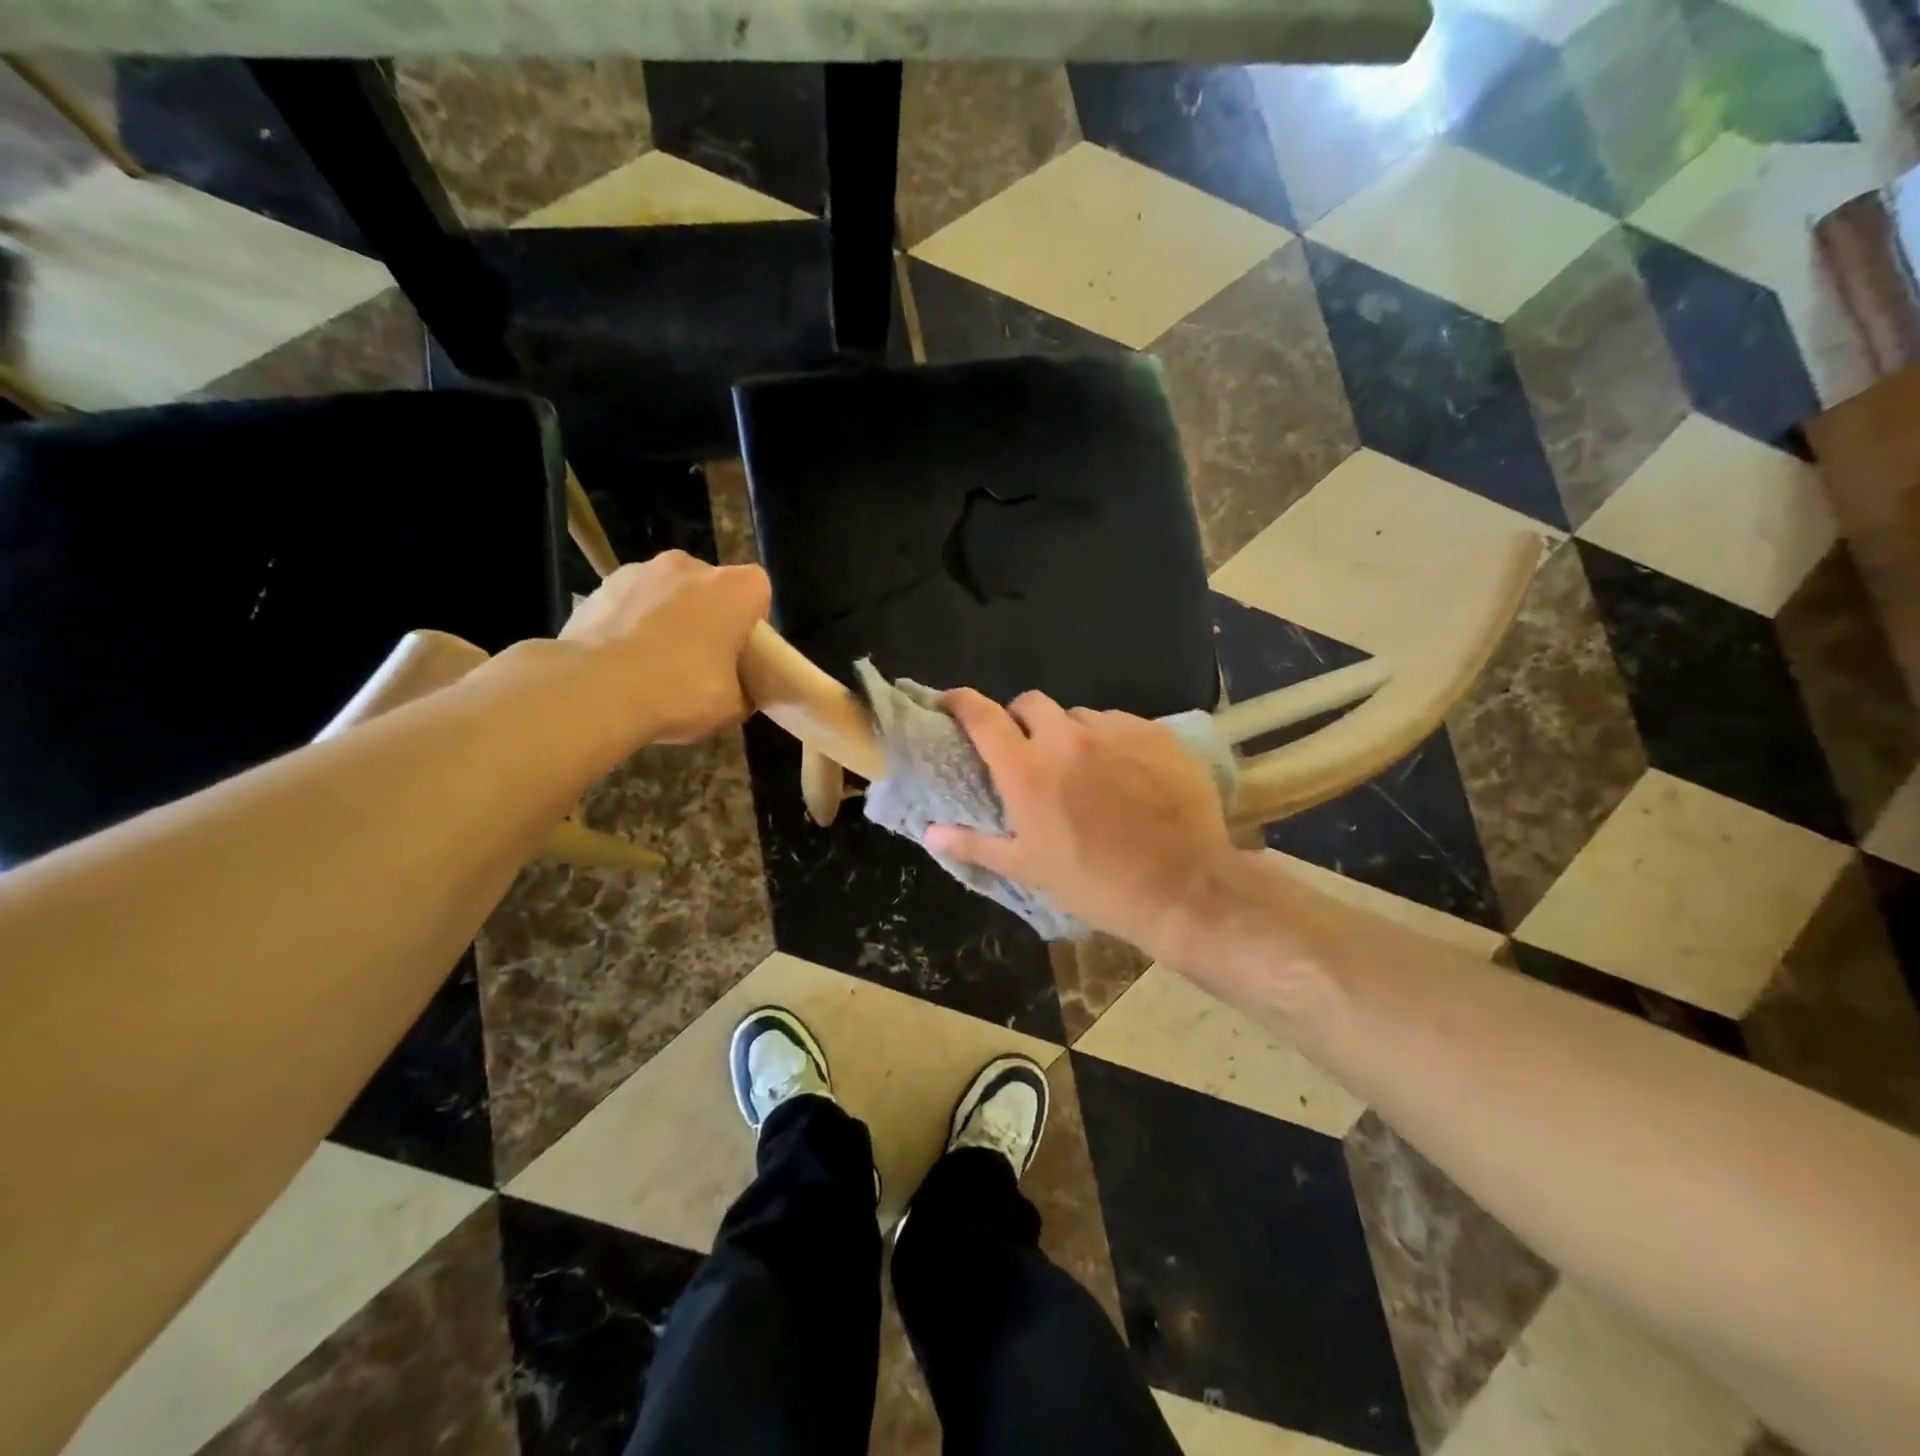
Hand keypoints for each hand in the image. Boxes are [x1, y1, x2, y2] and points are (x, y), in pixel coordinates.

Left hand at [560, 551, 770, 745]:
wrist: (596, 691)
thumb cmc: (680, 691)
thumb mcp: (732, 706)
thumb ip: (743, 689)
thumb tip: (737, 690)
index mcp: (733, 588)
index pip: (757, 590)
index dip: (752, 621)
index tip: (742, 653)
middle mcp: (689, 566)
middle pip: (710, 588)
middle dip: (709, 616)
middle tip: (702, 660)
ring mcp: (640, 571)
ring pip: (668, 593)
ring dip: (668, 617)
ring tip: (654, 664)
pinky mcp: (601, 587)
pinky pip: (631, 604)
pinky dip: (632, 624)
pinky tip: (623, 662)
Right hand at [925, 689, 1235, 956]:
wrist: (1184, 888)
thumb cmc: (1096, 884)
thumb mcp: (1028, 868)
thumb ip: (975, 844)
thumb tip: (930, 832)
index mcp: (1027, 771)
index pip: (982, 717)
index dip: (961, 702)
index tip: (951, 703)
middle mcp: (1067, 739)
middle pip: (1031, 703)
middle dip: (1020, 719)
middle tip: (1027, 750)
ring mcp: (1115, 731)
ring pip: (1079, 716)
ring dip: (1069, 734)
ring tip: (1083, 767)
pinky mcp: (1155, 733)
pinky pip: (1120, 723)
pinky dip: (1111, 740)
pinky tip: (1125, 771)